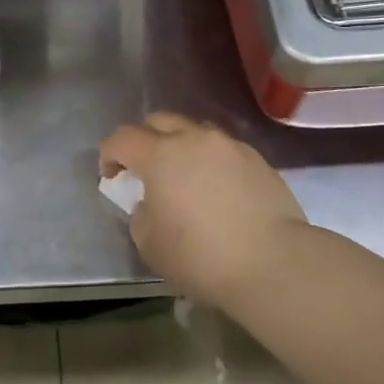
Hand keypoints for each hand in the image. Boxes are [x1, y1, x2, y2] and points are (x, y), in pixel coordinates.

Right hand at [100, 112, 307, 308]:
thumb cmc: (201, 256)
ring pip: (194, 131)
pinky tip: (218, 189)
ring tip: (185, 177)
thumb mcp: (150, 244)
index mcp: (160, 155)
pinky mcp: (257, 159)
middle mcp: (193, 138)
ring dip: (180, 146)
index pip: (121, 138)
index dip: (109, 154)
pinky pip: (223, 149)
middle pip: (158, 121)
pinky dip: (211, 160)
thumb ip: (140, 214)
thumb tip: (149, 203)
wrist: (274, 263)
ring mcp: (229, 146)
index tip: (111, 177)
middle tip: (145, 170)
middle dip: (144, 140)